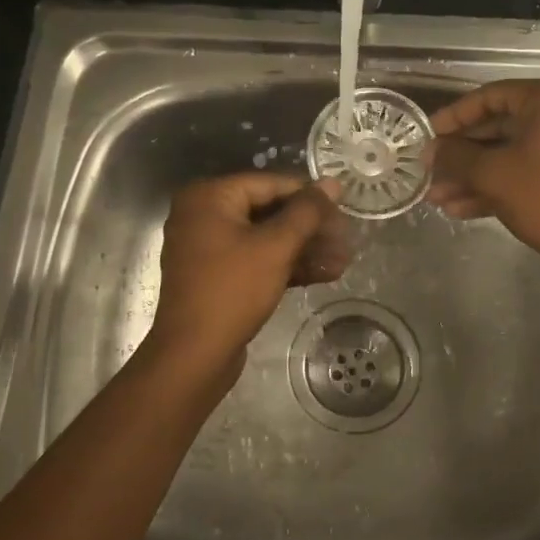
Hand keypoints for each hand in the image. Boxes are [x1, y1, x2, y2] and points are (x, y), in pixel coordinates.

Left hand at [146, 173, 349, 375]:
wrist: (193, 356)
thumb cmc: (232, 290)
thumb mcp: (275, 247)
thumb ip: (307, 212)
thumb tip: (333, 183)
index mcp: (209, 197)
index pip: (270, 184)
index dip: (310, 196)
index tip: (344, 209)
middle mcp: (203, 215)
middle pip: (269, 211)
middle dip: (311, 228)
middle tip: (346, 239)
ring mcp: (208, 247)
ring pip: (265, 238)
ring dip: (304, 249)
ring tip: (344, 260)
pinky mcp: (217, 276)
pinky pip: (256, 260)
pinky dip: (286, 265)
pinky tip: (325, 274)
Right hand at [427, 78, 539, 264]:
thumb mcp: (492, 174)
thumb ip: (455, 156)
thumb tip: (431, 150)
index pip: (489, 97)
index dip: (452, 117)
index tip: (426, 136)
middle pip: (498, 127)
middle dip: (460, 155)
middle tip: (429, 171)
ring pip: (509, 153)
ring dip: (473, 175)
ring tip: (437, 198)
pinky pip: (526, 170)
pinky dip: (496, 185)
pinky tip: (460, 209)